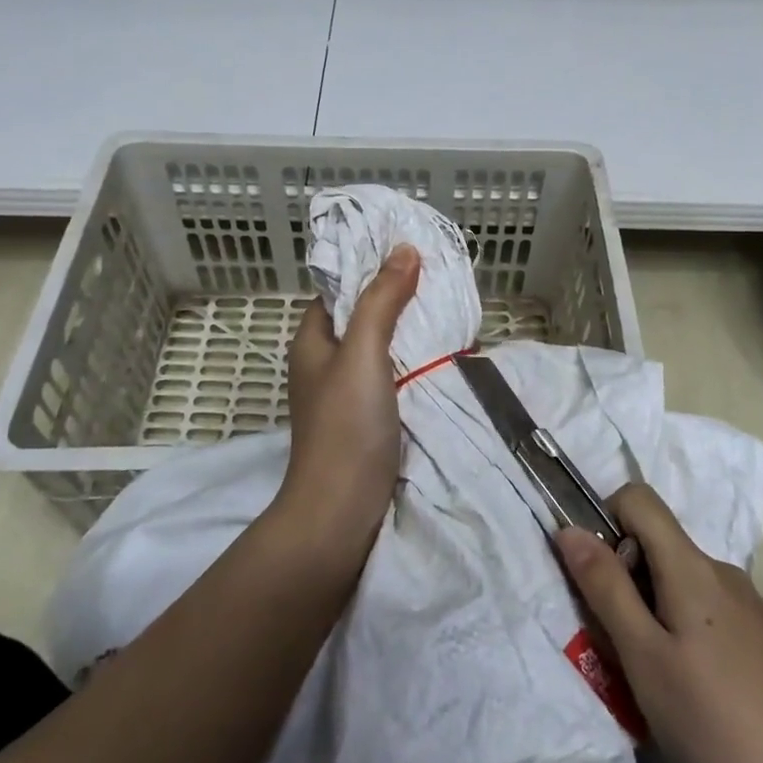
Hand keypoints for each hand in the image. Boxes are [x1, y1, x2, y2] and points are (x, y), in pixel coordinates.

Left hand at [274, 245, 421, 556]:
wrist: (341, 513)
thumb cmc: (345, 426)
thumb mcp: (363, 352)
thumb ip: (381, 301)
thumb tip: (403, 250)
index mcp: (312, 340)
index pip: (340, 288)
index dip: (370, 267)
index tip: (410, 251)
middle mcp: (326, 362)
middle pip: (363, 316)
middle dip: (398, 297)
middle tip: (440, 278)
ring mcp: (347, 393)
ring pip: (381, 347)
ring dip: (410, 331)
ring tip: (449, 310)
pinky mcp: (368, 418)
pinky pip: (393, 376)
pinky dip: (415, 362)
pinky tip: (444, 355)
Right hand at [555, 485, 762, 762]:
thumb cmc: (717, 728)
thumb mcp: (644, 659)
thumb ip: (605, 588)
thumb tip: (569, 528)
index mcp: (693, 567)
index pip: (639, 498)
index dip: (605, 521)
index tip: (597, 579)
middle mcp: (725, 574)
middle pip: (658, 546)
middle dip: (625, 582)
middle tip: (621, 648)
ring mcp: (752, 609)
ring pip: (680, 585)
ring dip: (652, 615)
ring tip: (655, 683)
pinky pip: (707, 614)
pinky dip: (683, 636)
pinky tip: (695, 698)